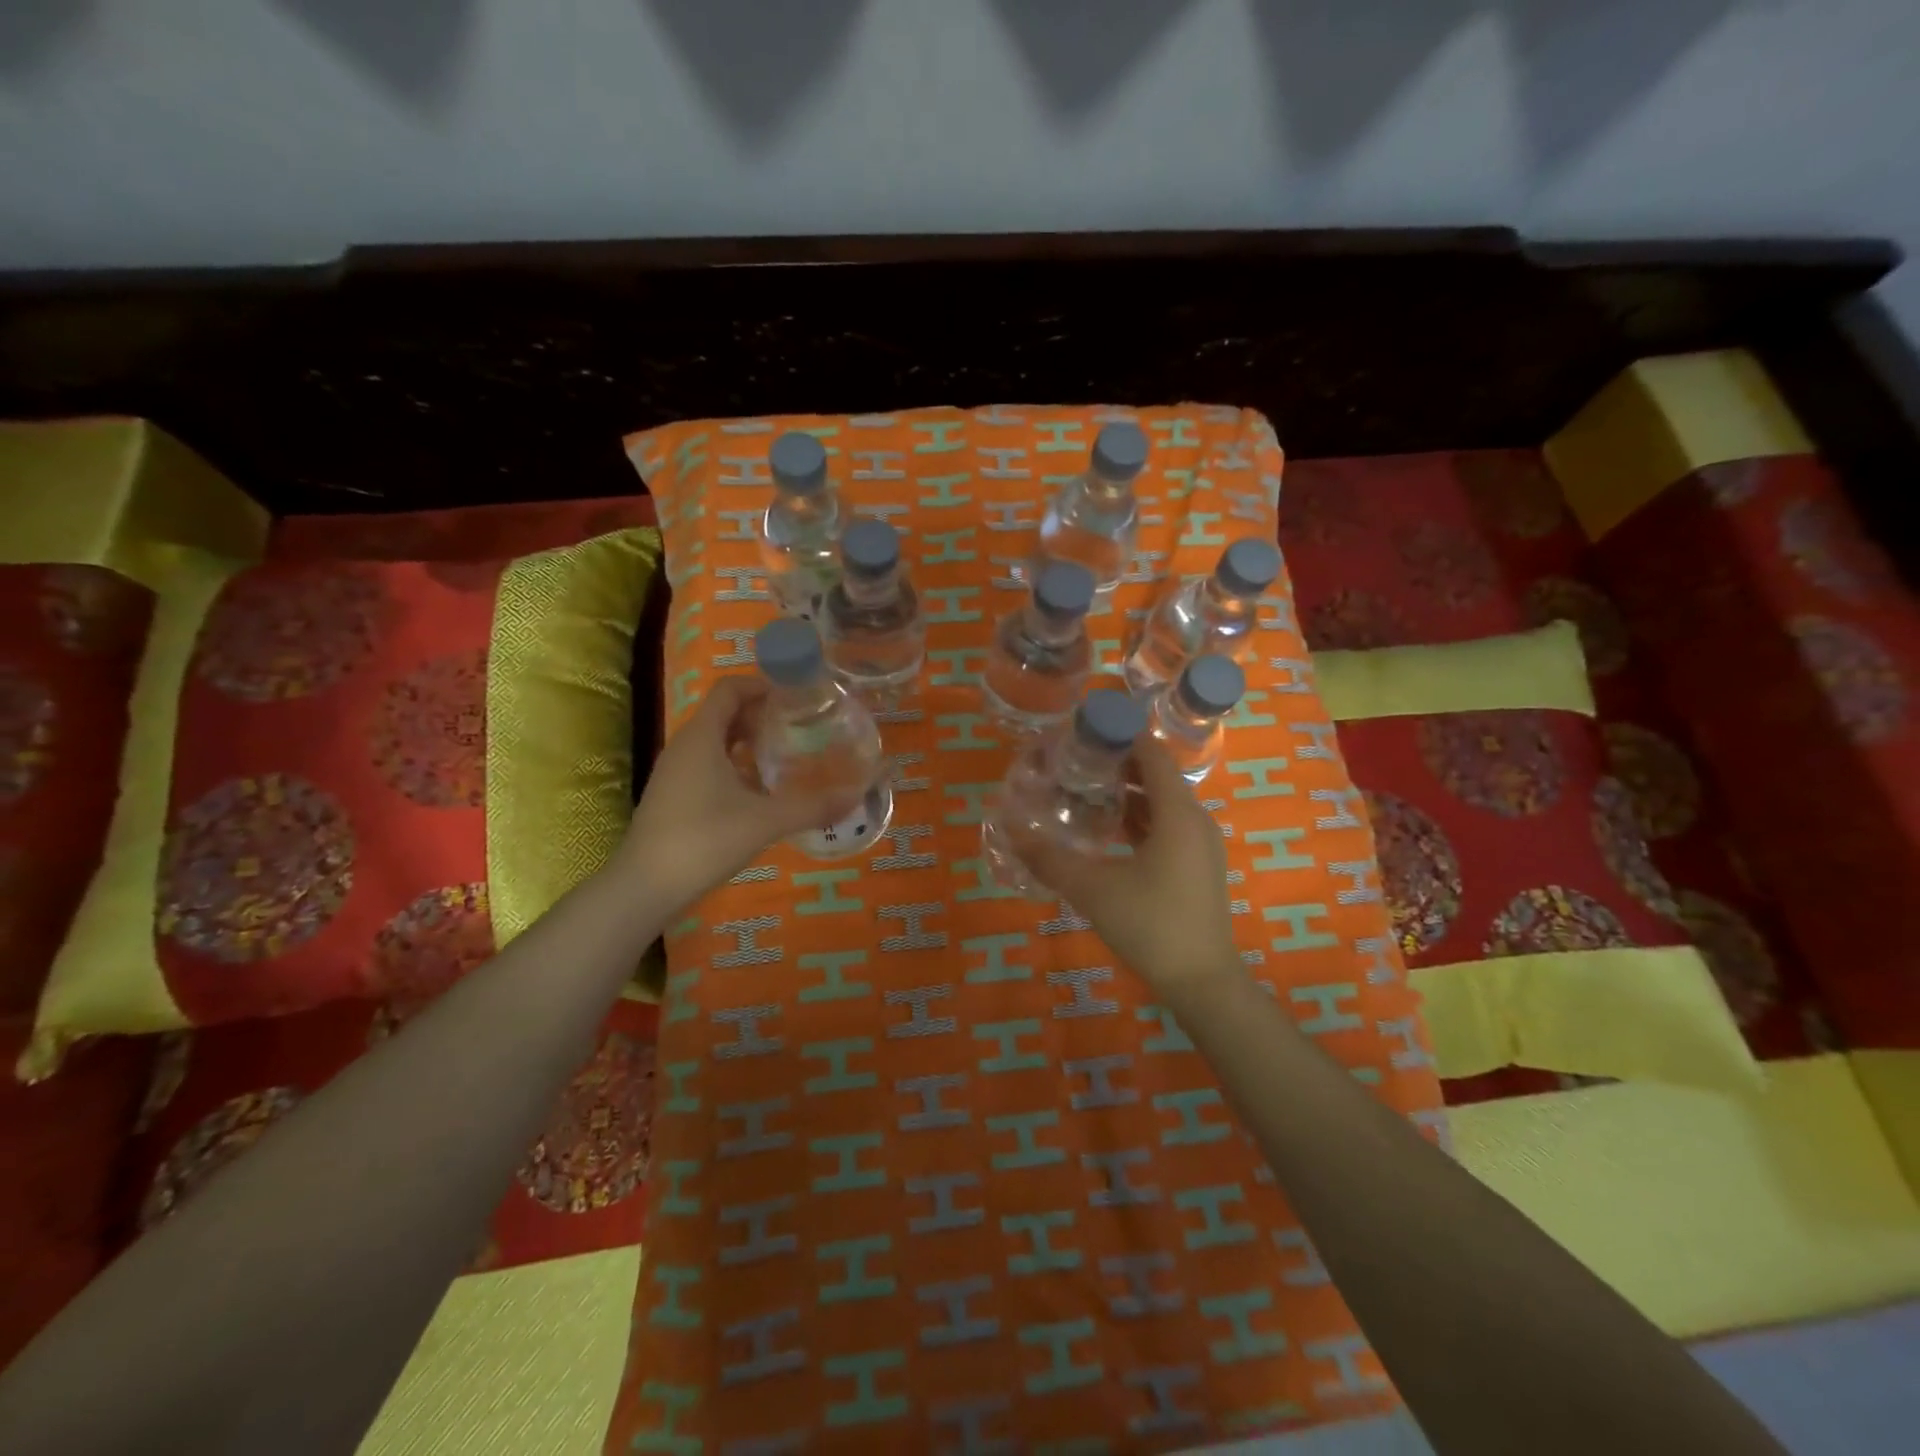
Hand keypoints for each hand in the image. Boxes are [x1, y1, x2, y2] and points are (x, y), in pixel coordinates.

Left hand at [619, 676, 856, 914]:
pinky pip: (708, 765)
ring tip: (786, 755)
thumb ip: (811, 807)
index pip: (730, 689)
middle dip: (761, 715)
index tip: (797, 697)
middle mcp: (684, 747)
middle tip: (800, 726)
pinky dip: (736, 766)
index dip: (762, 685)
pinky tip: (760, 791)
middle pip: (724, 713)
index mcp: (701, 738)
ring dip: (749, 742)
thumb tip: (855, 796)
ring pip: (716, 742)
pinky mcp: (674, 797)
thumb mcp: (764, 822)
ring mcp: (675, 773)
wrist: (645, 887)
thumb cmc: (703, 840)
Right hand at [1013, 735, 1239, 992]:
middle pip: (1158, 775)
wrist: (1203, 983)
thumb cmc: (1151, 925)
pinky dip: (1140, 818)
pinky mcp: (1198, 867)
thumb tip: (1012, 830)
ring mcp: (1201, 846)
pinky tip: (1110, 830)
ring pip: (1163, 803)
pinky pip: (1168, 826)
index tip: (1085, 729)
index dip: (1121, 735)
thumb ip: (1050, 858)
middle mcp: (1196, 820)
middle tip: (1076, 760)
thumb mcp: (1092, 889)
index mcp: (1177, 813)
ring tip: (1086, 790)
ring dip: (1129, 792)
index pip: (1152, 753)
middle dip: (1119, 763)